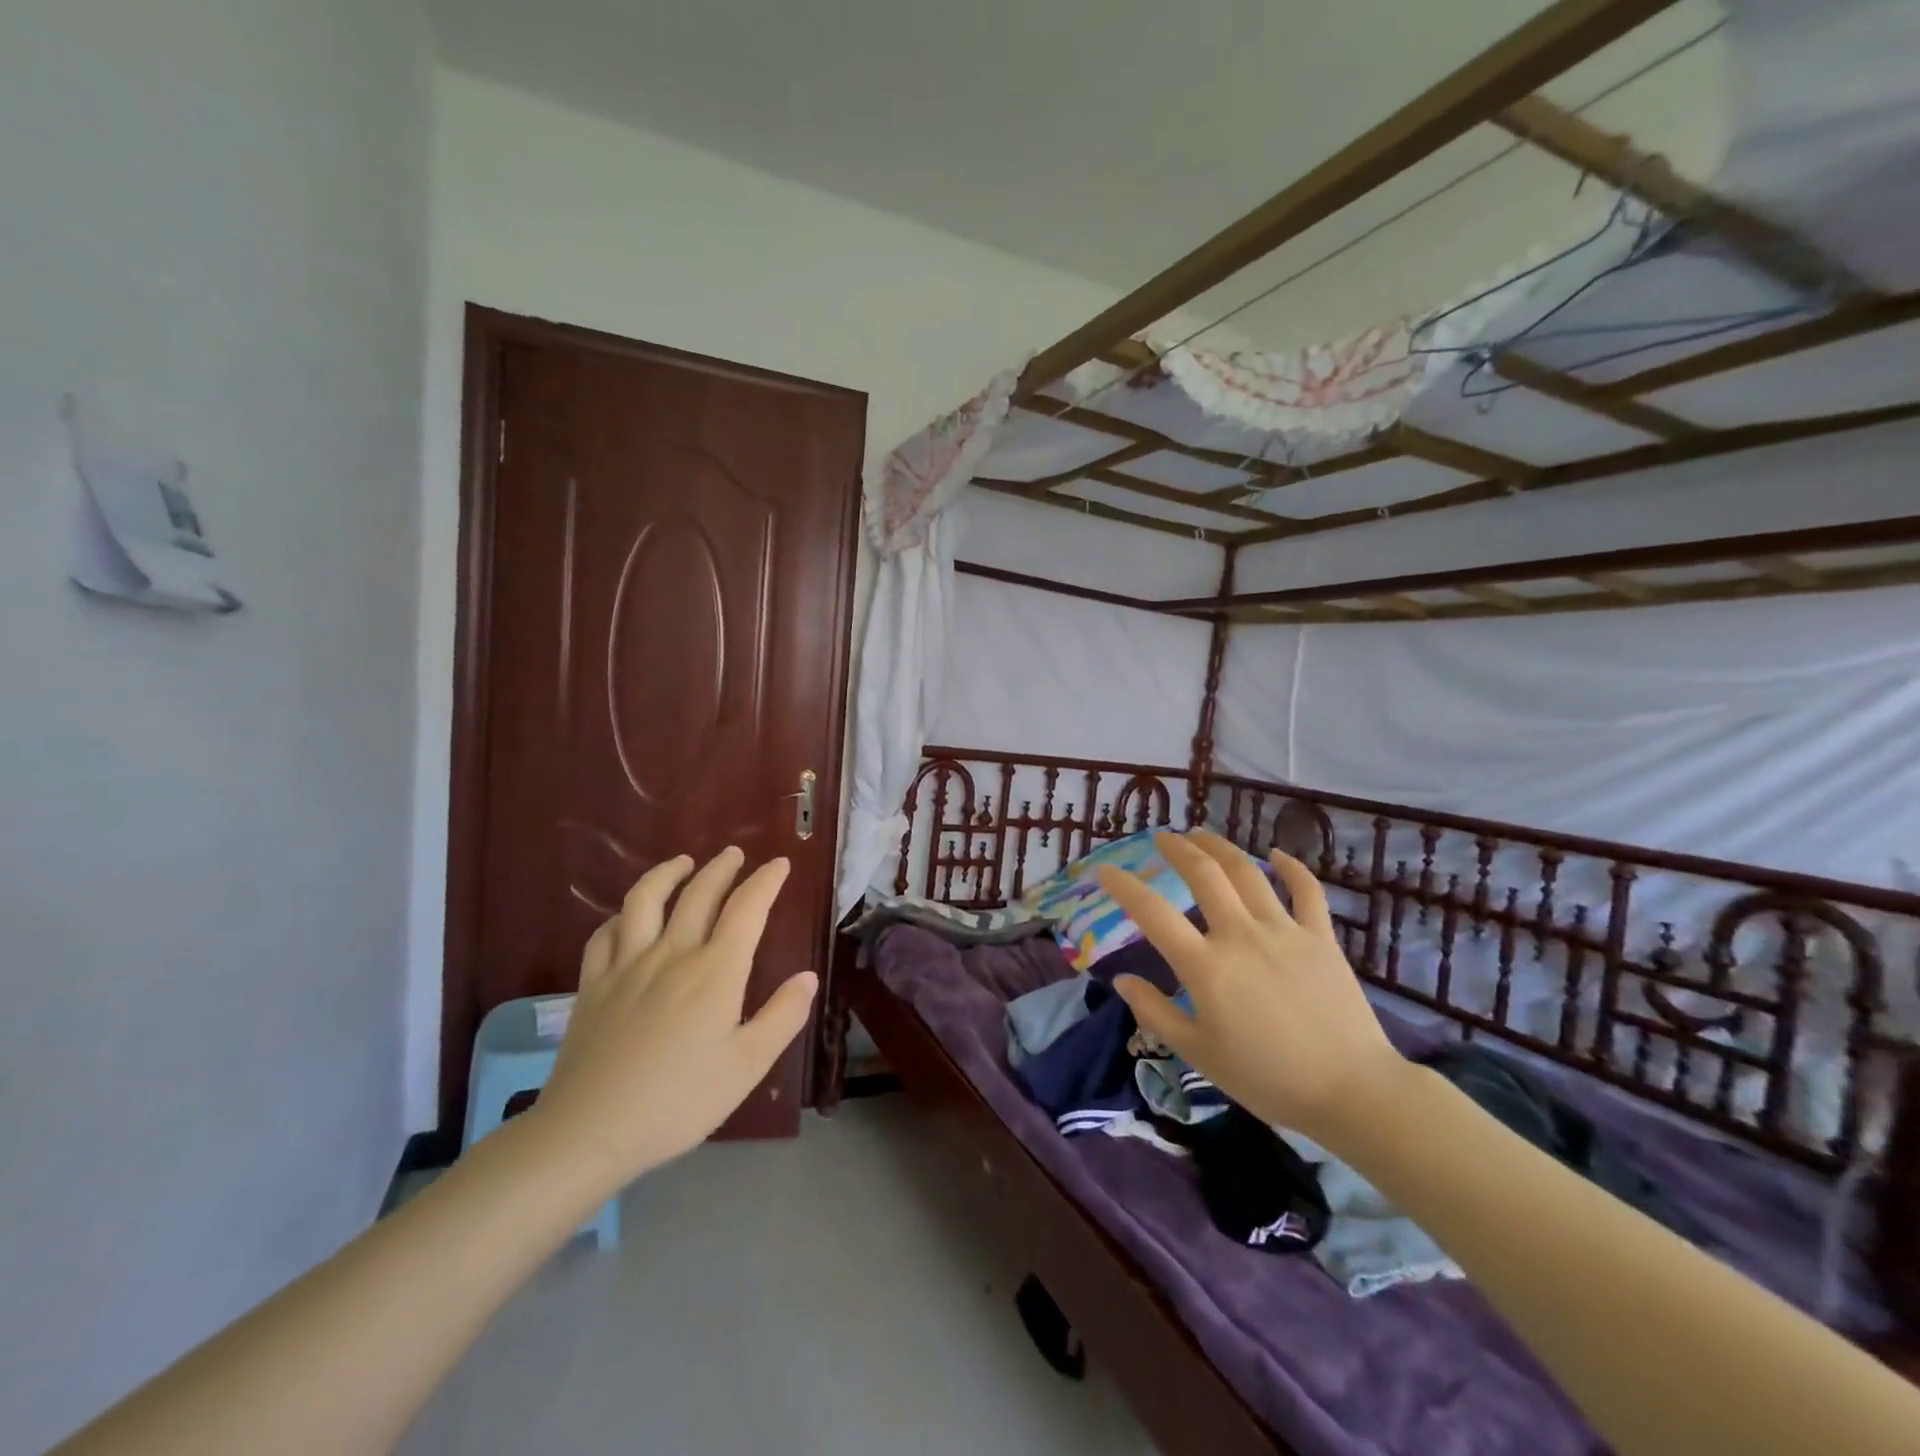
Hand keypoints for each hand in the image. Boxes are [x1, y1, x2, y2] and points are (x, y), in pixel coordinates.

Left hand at [529, 848, 817, 1190]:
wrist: (588, 1131)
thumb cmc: (679, 1102)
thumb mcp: (747, 1066)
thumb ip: (783, 1017)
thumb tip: (808, 977)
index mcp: (716, 971)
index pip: (747, 908)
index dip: (766, 881)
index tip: (779, 864)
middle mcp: (672, 954)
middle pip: (699, 893)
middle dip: (721, 868)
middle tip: (735, 854)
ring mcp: (627, 966)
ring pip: (646, 900)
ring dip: (667, 873)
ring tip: (682, 863)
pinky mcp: (592, 985)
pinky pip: (604, 934)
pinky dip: (621, 915)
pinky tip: (628, 917)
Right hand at [1097, 830, 1408, 1149]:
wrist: (1351, 1091)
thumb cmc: (1266, 1078)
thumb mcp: (1198, 1053)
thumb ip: (1156, 1013)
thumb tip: (1122, 980)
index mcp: (1206, 966)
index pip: (1152, 913)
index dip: (1124, 887)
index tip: (1106, 870)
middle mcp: (1240, 935)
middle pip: (1203, 875)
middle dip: (1177, 849)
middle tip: (1160, 837)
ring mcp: (1284, 930)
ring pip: (1247, 872)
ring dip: (1220, 847)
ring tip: (1200, 834)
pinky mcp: (1321, 937)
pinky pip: (1306, 891)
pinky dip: (1290, 867)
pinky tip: (1275, 854)